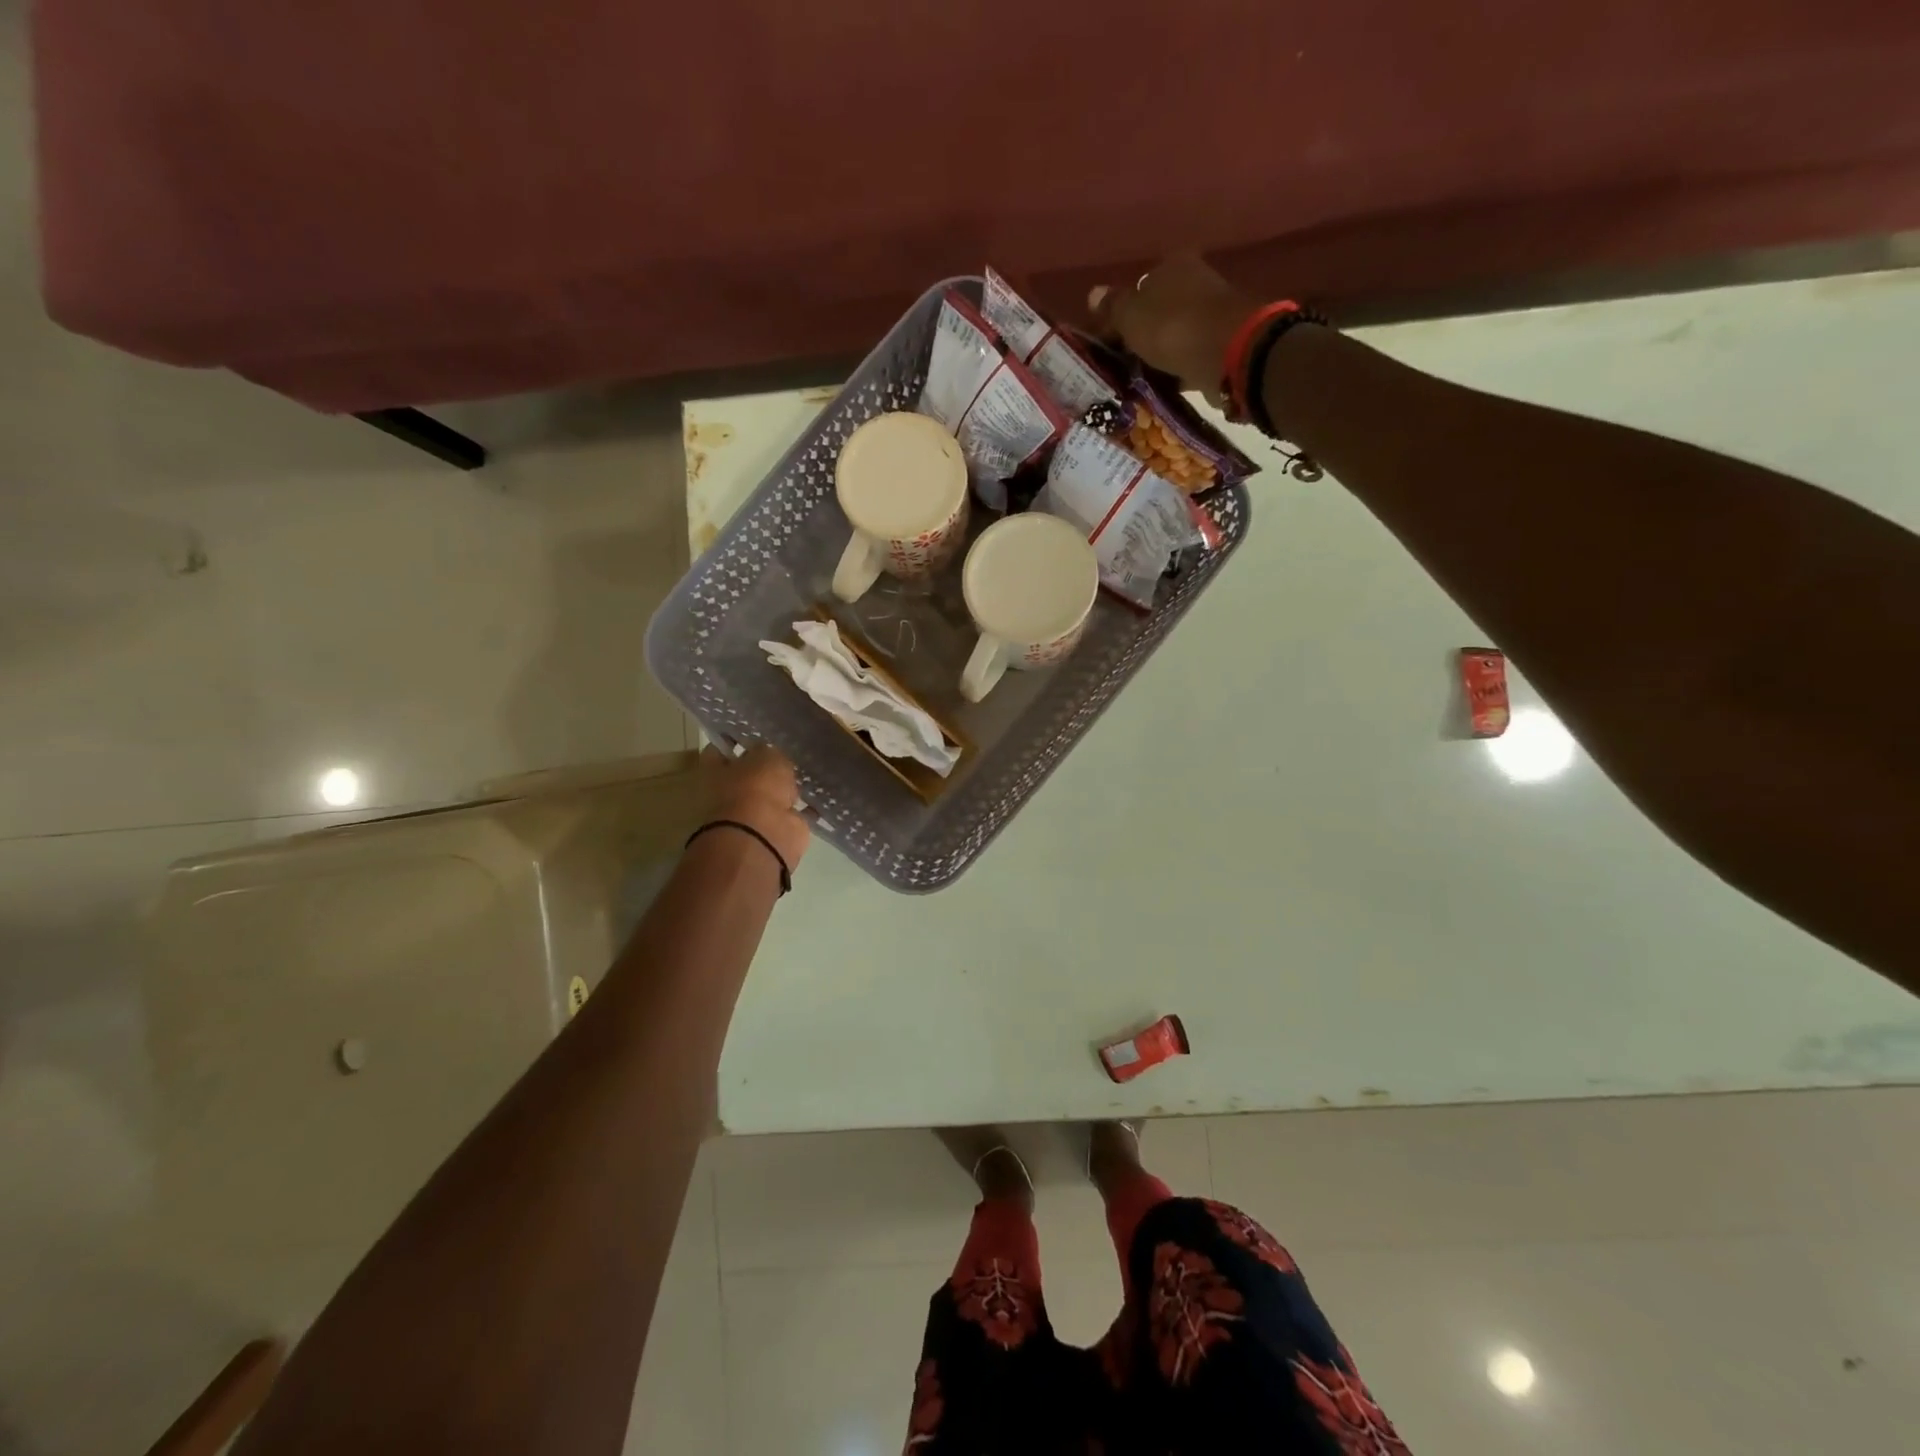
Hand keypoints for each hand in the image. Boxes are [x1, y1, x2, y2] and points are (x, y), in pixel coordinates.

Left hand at [700, 744, 809, 875]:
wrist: (766, 835)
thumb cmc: (756, 787)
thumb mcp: (766, 755)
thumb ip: (769, 751)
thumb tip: (772, 755)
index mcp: (716, 773)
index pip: (719, 750)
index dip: (734, 739)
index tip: (752, 730)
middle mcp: (731, 793)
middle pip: (748, 773)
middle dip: (765, 765)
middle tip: (786, 748)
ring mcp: (755, 813)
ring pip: (773, 794)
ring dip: (787, 786)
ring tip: (806, 767)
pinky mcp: (779, 827)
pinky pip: (795, 812)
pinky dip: (807, 807)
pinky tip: (821, 792)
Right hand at [1087, 254, 1255, 402]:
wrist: (1228, 353)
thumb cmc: (1173, 326)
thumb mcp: (1131, 315)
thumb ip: (1112, 306)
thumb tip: (1093, 294)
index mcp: (1172, 265)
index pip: (1137, 288)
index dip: (1119, 315)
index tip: (1106, 343)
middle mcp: (1194, 283)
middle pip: (1156, 312)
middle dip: (1139, 336)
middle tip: (1120, 364)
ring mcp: (1210, 314)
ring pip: (1172, 336)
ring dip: (1157, 356)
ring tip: (1137, 380)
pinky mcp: (1220, 344)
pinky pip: (1187, 358)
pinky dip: (1175, 371)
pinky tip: (1161, 386)